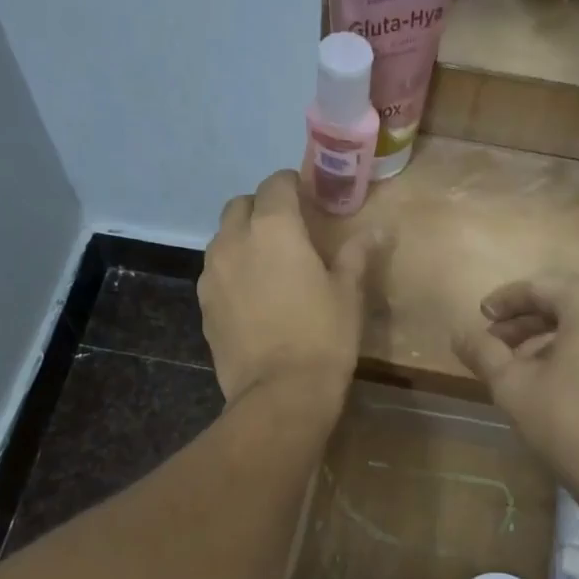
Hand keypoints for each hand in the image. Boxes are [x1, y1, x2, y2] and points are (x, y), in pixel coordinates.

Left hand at [200, 170, 368, 408]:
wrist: (279, 393)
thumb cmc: (322, 337)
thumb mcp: (347, 294)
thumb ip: (356, 255)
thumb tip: (376, 231)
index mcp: (273, 228)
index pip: (276, 184)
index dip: (292, 185)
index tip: (307, 198)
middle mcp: (234, 241)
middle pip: (240, 206)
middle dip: (261, 208)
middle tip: (286, 230)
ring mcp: (212, 274)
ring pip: (222, 239)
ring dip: (242, 239)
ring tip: (266, 263)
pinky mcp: (203, 304)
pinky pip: (215, 273)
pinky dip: (231, 271)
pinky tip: (250, 296)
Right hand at [450, 277, 578, 505]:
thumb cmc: (569, 425)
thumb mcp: (513, 387)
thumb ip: (483, 352)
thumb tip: (458, 332)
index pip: (542, 286)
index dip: (505, 301)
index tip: (480, 317)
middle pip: (569, 302)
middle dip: (527, 320)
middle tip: (496, 343)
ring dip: (553, 337)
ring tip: (522, 366)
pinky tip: (559, 381)